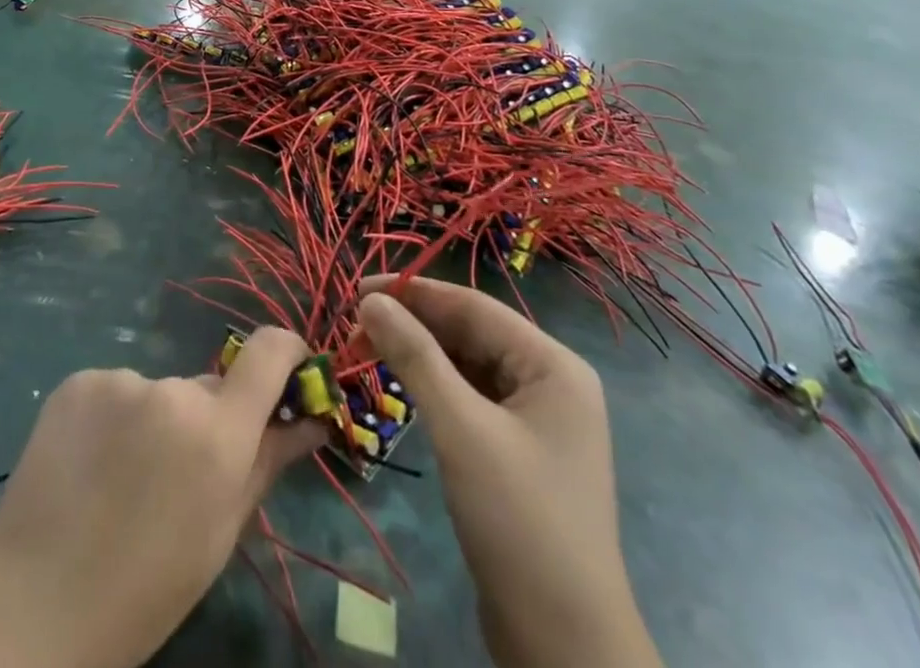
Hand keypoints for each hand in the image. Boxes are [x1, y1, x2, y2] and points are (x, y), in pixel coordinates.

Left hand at [0, 329, 324, 667]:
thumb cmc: (144, 590)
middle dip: (207, 418)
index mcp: (218, 432)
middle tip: (177, 477)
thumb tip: (312, 418)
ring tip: (121, 481)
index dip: (288, 352)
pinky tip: (89, 467)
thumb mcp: (221, 534)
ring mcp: (121, 379)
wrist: (30, 606)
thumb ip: (269, 462)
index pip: (271, 351)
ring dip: (156, 421)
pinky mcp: (80, 380)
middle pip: (208, 386)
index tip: (290, 374)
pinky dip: (115, 418)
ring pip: (159, 392)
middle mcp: (173, 389)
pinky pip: (117, 390)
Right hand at [360, 277, 661, 667]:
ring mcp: (539, 420)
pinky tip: (403, 387)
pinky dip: (436, 389)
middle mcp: (551, 382)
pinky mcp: (521, 451)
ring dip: (422, 356)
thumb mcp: (461, 429)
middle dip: (415, 325)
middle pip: (472, 334)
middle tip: (355, 324)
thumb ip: (415, 357)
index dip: (415, 292)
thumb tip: (371, 301)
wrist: (564, 647)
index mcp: (553, 365)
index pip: (474, 307)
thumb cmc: (518, 521)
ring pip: (469, 366)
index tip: (359, 287)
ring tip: (369, 349)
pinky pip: (473, 399)